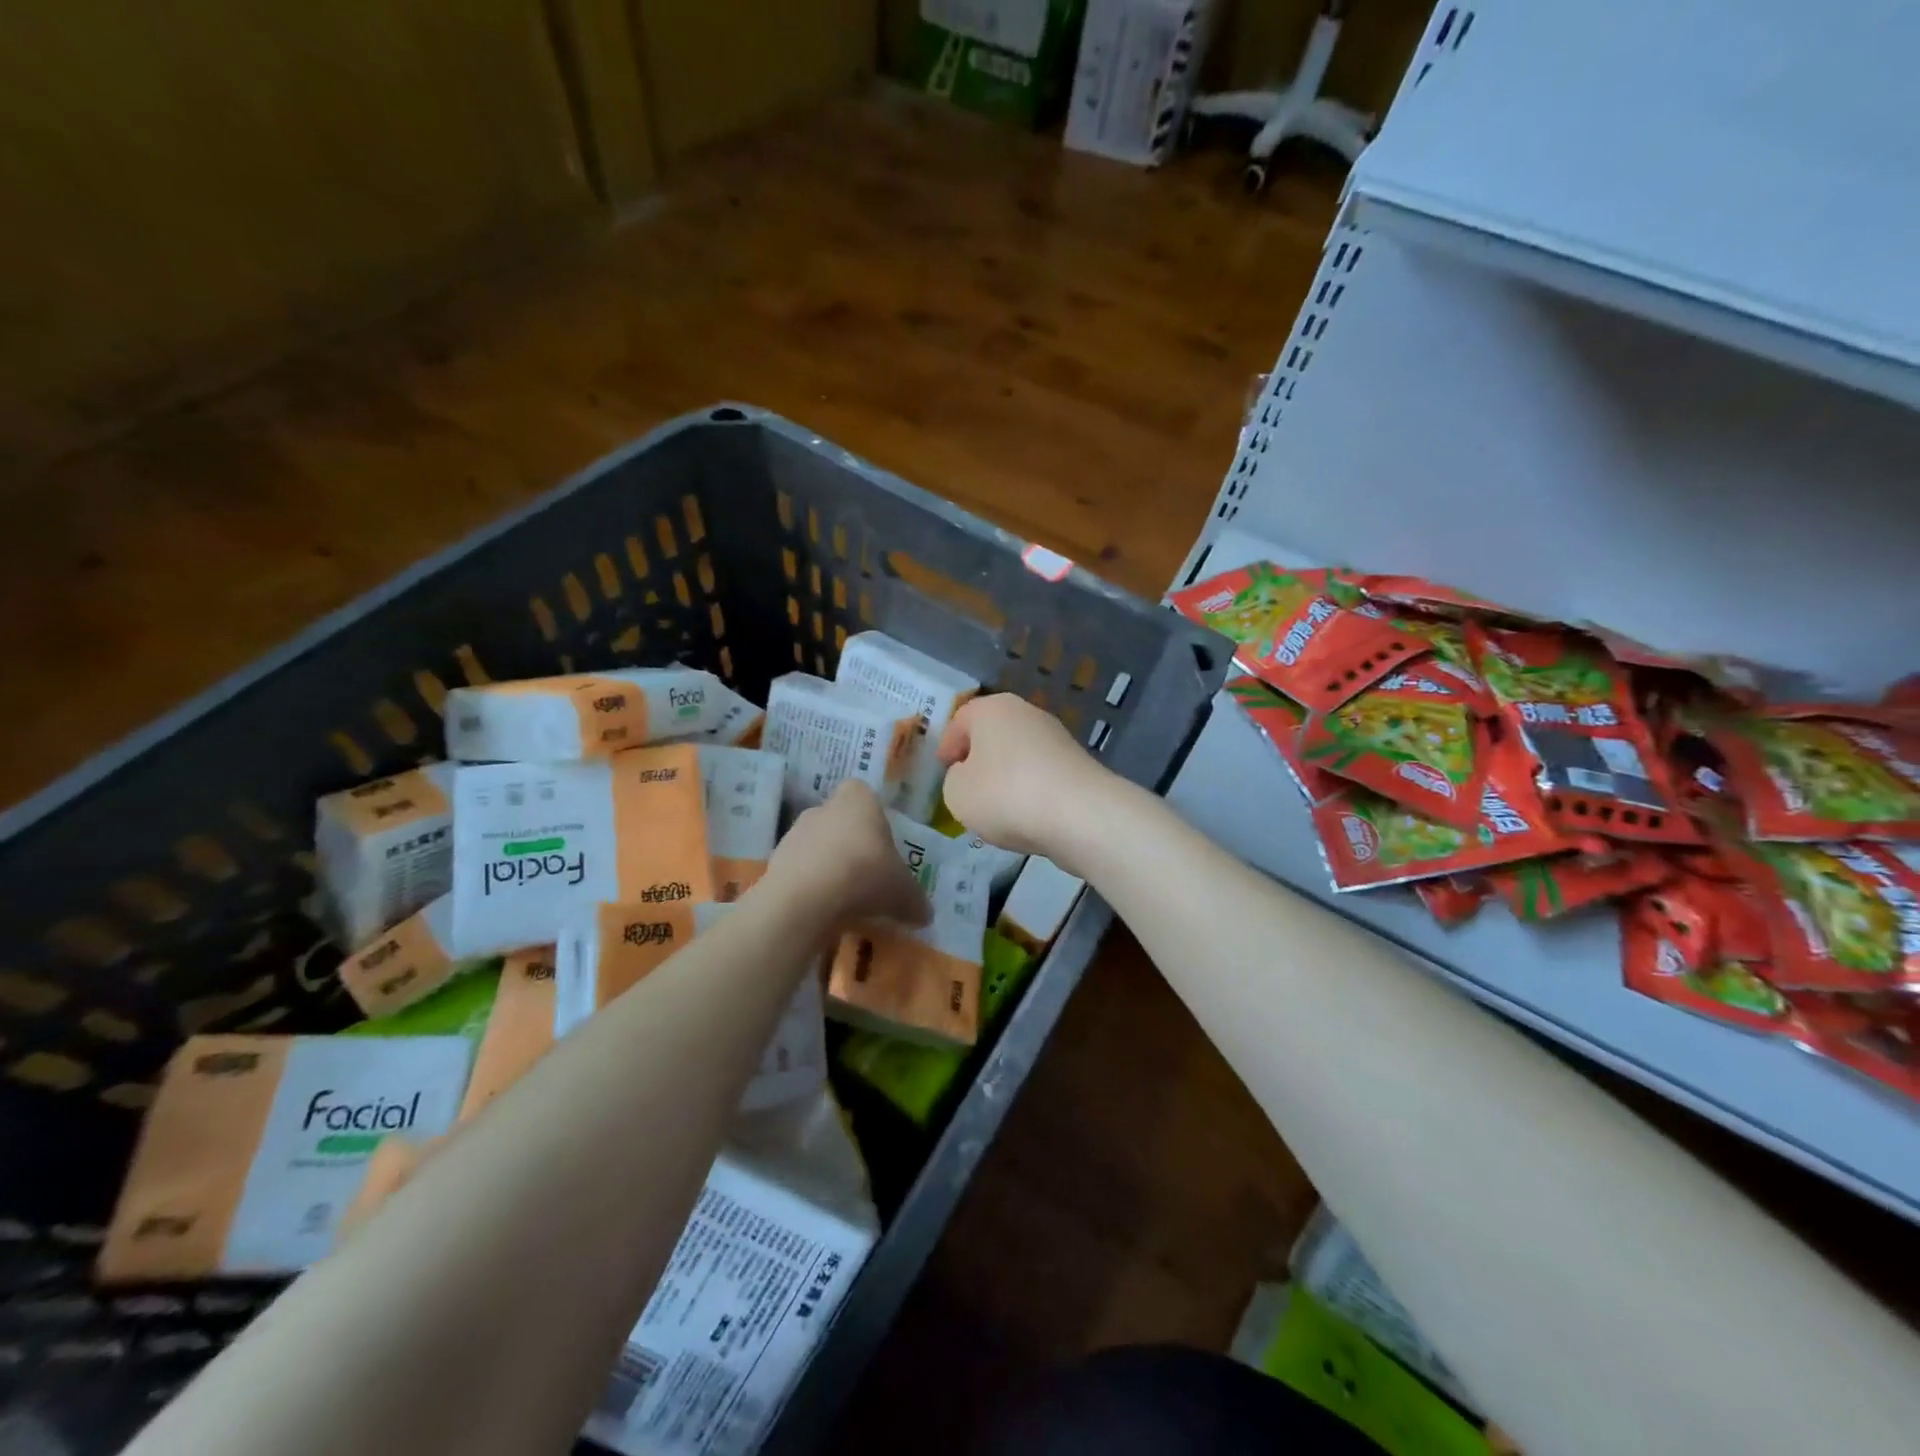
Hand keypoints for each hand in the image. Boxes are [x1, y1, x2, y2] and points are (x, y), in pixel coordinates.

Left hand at [765, 781, 929, 928]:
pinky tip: (824, 911)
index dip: (874, 819)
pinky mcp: (775, 861)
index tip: (883, 846)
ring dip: (829, 867)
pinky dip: (811, 887)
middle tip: (869, 876)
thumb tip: (925, 914)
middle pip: (841, 822)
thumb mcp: (904, 892)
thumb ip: (916, 900)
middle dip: (852, 845)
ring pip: (818, 846)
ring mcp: (795, 833)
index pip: (865, 795)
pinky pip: (800, 871)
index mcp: (858, 799)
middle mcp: (824, 807)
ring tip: (846, 900)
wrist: (806, 898)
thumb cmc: (865, 875)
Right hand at [937, 694, 1111, 865]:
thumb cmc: (1005, 794)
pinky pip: (1041, 775)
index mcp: (992, 709)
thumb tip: (970, 775)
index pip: (960, 719)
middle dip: (978, 758)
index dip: (947, 744)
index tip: (942, 769)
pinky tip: (1026, 815)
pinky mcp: (1077, 764)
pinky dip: (1030, 790)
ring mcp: (1056, 737)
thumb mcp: (957, 792)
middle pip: (992, 733)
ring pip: (1018, 754)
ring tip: (996, 808)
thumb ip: (954, 780)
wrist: (1080, 815)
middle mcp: (1026, 713)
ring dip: (1005, 776)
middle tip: (966, 786)